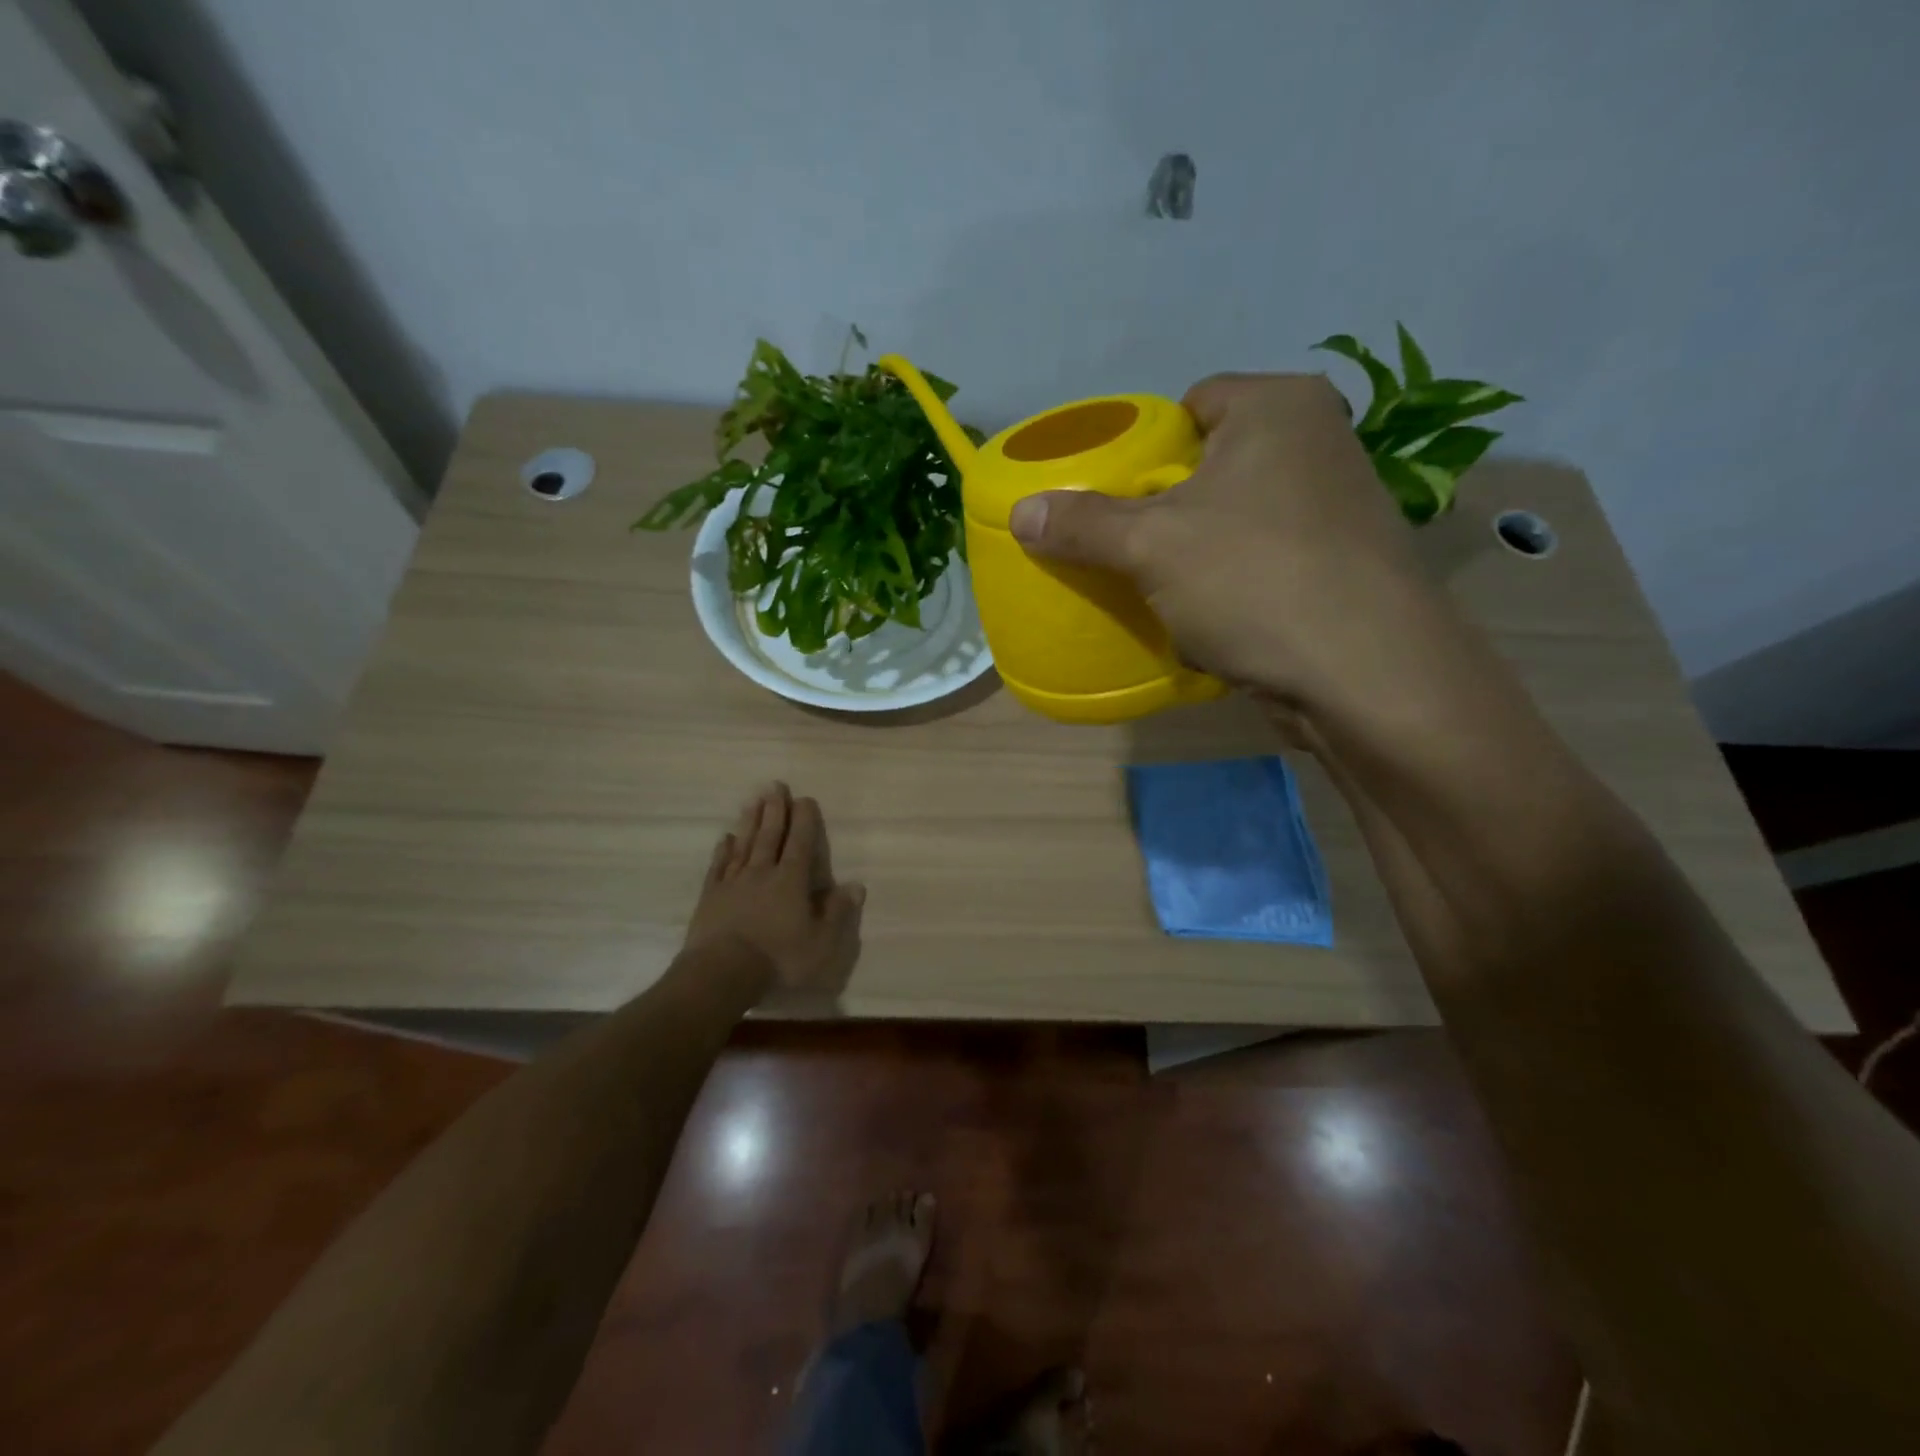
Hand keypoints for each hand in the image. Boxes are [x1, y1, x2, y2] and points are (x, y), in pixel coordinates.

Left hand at [682, 782, 864, 996]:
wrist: (721, 973)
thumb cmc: (778, 959)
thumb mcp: (821, 943)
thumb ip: (838, 912)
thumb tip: (856, 885)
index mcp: (791, 881)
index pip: (801, 843)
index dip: (804, 820)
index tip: (805, 798)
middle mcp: (763, 873)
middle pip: (770, 836)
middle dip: (775, 810)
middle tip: (775, 785)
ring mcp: (733, 883)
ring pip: (744, 844)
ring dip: (750, 821)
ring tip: (754, 800)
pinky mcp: (711, 897)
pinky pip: (719, 866)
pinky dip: (723, 850)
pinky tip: (726, 838)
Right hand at [1007, 373, 1463, 718]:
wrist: (1366, 675)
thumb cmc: (1254, 580)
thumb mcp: (1151, 546)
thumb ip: (1082, 524)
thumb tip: (1021, 511)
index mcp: (1280, 407)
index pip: (1192, 404)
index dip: (1146, 447)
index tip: (1117, 496)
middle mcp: (1320, 443)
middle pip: (1213, 466)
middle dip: (1168, 510)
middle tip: (1128, 548)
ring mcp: (1340, 508)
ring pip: (1238, 521)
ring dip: (1198, 556)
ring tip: (1161, 590)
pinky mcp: (1344, 567)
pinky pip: (1264, 564)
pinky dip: (1233, 588)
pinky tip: (1211, 624)